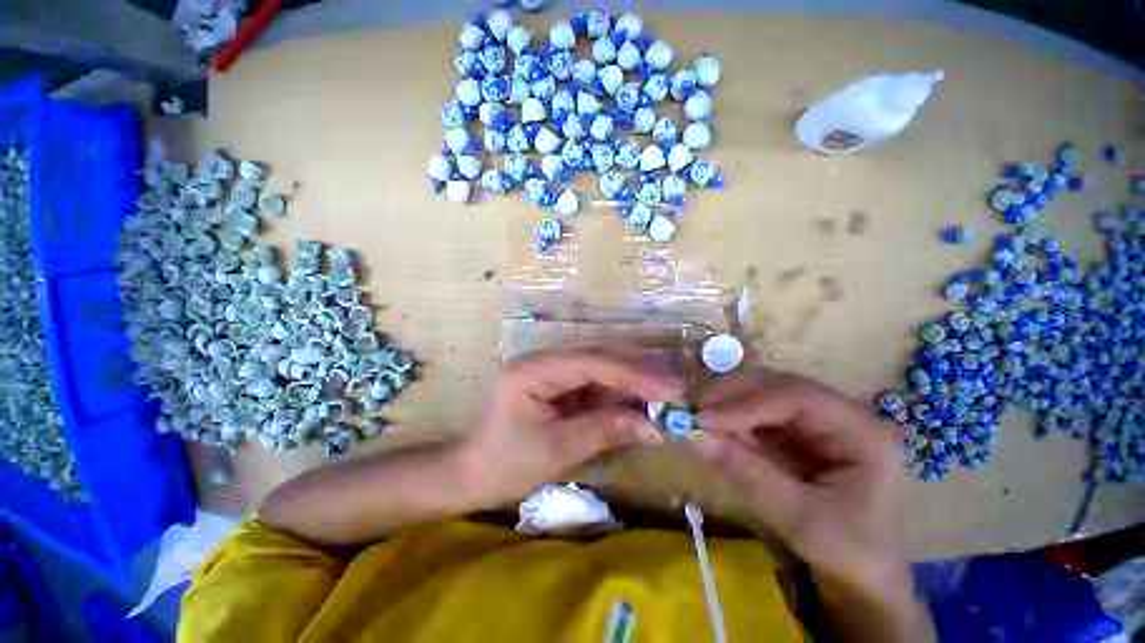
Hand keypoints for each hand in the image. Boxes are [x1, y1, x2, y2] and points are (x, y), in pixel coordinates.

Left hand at [461, 349, 683, 505]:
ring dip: (630, 385)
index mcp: (534, 370)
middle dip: (636, 375)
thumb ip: (605, 430)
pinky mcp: (558, 384)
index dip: (632, 374)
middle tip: (672, 390)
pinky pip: (594, 384)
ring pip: (600, 369)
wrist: (475, 474)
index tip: (668, 388)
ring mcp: (551, 370)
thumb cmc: (507, 464)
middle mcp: (544, 360)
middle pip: (598, 359)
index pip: (592, 362)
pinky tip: (638, 404)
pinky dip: (617, 395)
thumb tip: (653, 426)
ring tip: (662, 399)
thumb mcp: (558, 450)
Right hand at [688, 369, 902, 584]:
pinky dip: (732, 421)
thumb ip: (747, 474)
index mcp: (860, 430)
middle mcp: (838, 413)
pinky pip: (757, 415)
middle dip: (732, 395)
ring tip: (700, 422)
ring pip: (762, 394)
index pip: (796, 396)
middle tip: (693, 411)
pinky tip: (716, 431)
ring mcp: (816, 420)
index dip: (745, 402)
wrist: (864, 574)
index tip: (703, 417)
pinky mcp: (797, 432)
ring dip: (728, 405)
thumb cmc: (848, 551)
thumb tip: (693, 436)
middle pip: (776, 385)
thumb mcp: (799, 520)